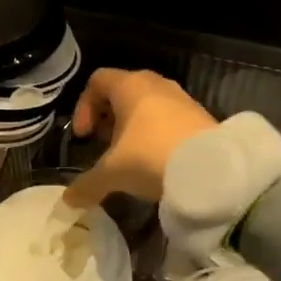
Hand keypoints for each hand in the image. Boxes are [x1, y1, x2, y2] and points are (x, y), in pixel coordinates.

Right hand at [61, 69, 217, 207]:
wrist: (212, 169)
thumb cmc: (152, 156)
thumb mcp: (113, 172)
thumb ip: (87, 184)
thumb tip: (68, 200)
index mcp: (129, 85)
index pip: (97, 81)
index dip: (84, 106)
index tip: (85, 136)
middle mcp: (155, 83)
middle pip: (122, 90)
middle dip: (108, 117)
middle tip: (104, 145)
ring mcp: (180, 97)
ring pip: (147, 104)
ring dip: (133, 126)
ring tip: (130, 156)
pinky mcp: (199, 114)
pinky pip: (168, 117)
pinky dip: (156, 132)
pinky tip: (157, 160)